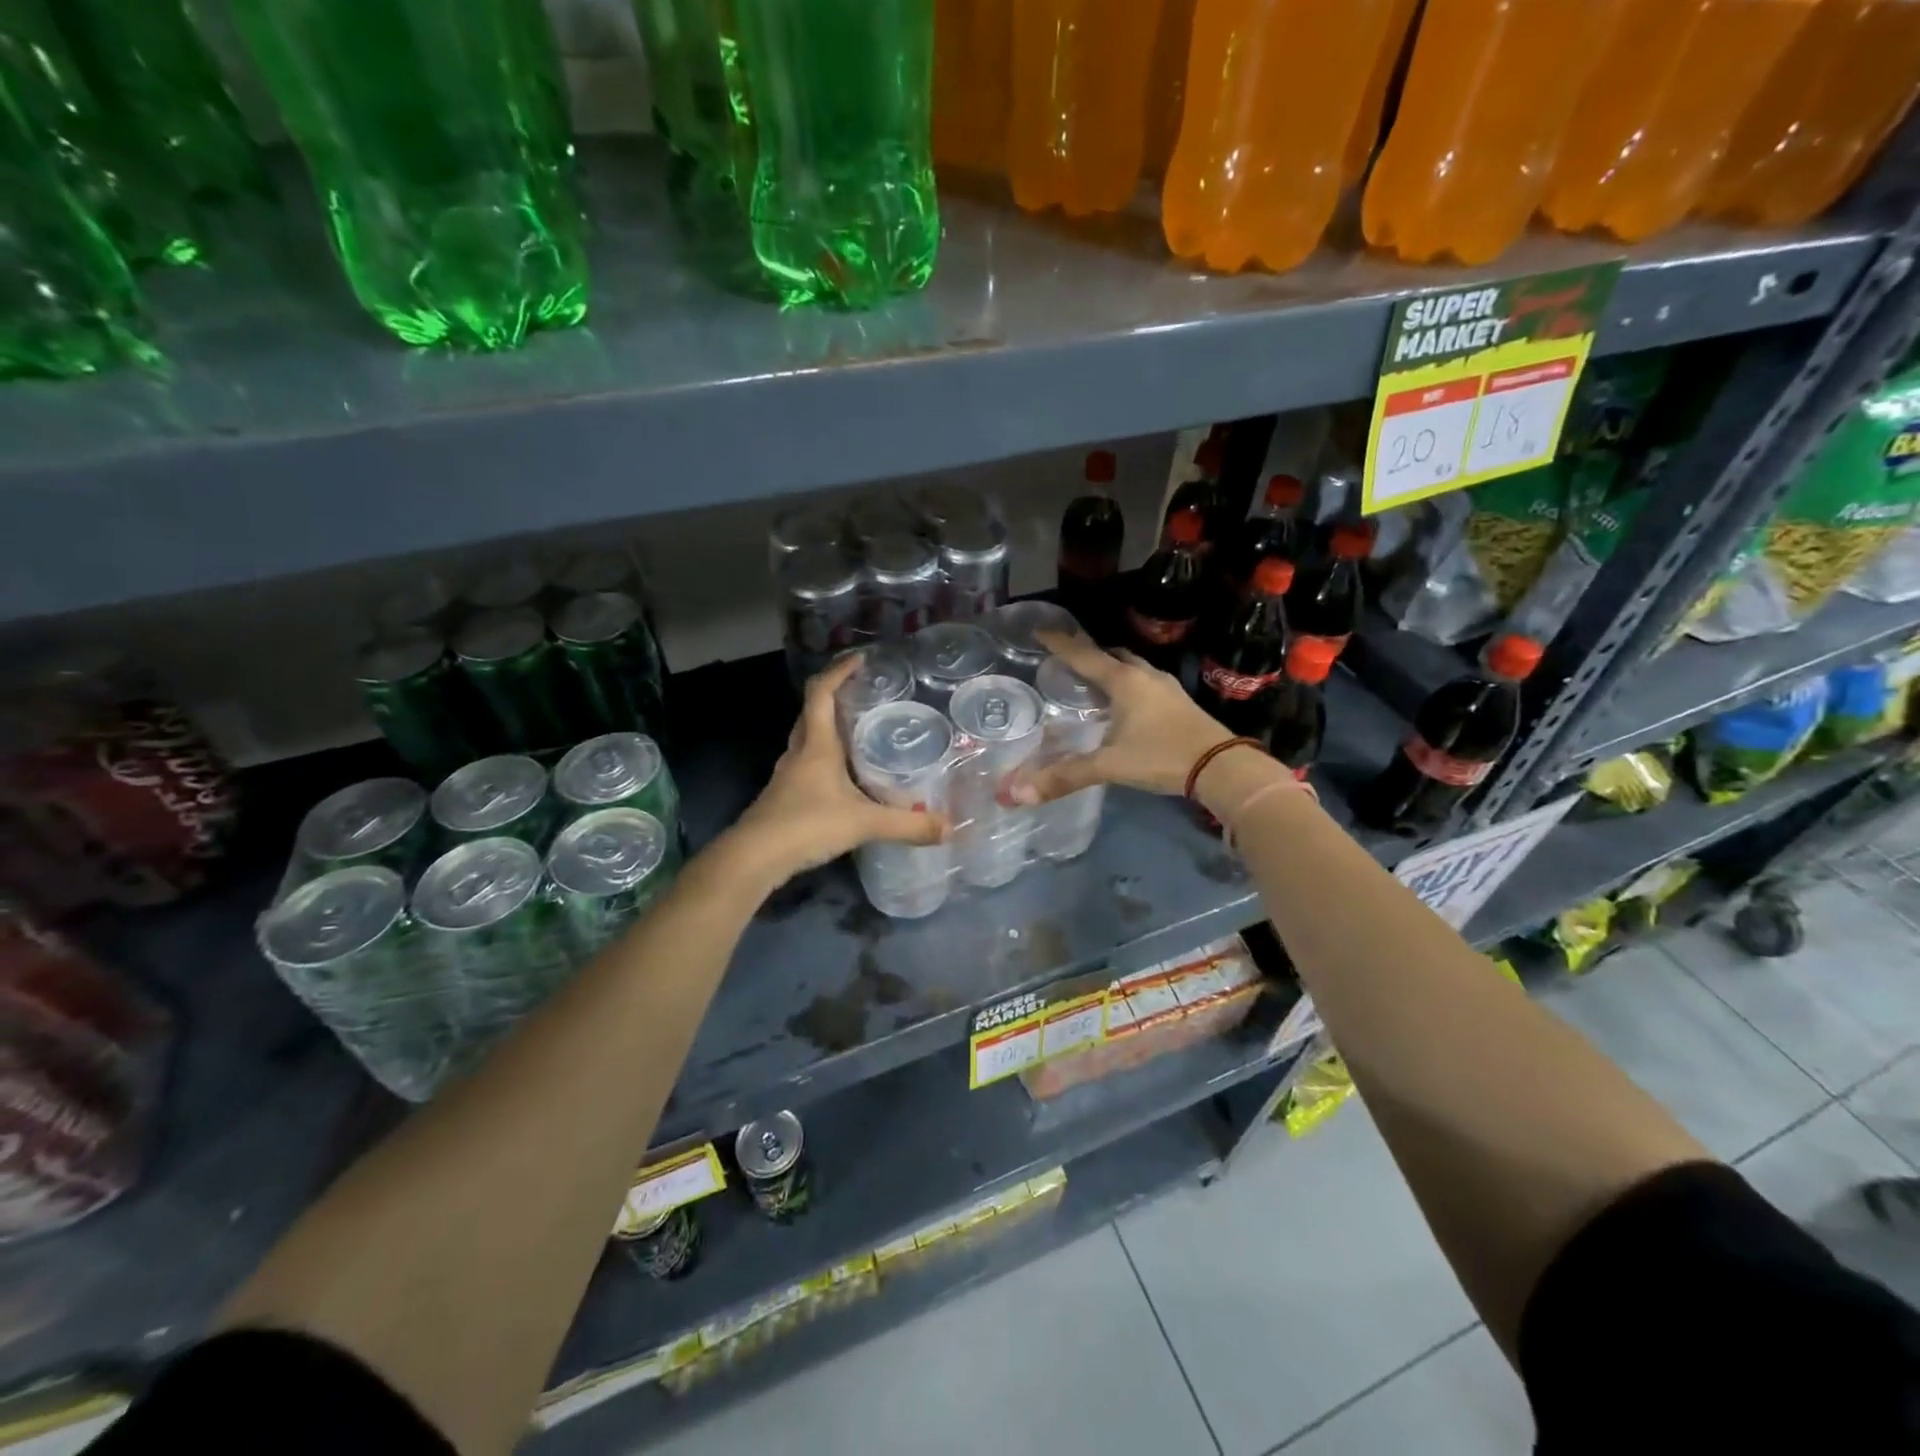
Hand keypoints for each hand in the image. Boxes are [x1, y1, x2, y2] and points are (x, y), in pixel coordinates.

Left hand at [731, 654, 945, 879]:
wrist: (754, 858)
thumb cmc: (807, 825)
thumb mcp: (863, 823)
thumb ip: (907, 824)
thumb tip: (949, 827)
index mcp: (817, 746)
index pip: (821, 693)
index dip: (838, 671)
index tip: (860, 659)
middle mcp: (799, 753)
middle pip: (811, 712)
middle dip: (835, 697)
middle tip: (864, 695)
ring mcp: (788, 775)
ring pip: (807, 740)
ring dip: (828, 729)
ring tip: (859, 732)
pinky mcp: (784, 797)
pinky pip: (806, 765)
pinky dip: (825, 760)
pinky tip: (843, 778)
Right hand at [1010, 631, 1234, 802]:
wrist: (1223, 767)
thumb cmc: (1162, 757)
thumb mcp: (1110, 765)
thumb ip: (1065, 776)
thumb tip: (1016, 794)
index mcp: (1125, 681)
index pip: (1084, 656)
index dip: (1060, 644)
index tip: (1039, 630)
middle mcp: (1145, 676)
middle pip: (1111, 655)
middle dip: (1087, 654)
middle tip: (1065, 659)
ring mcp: (1166, 688)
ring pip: (1131, 667)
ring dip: (1110, 668)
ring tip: (1090, 679)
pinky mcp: (1179, 702)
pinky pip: (1144, 682)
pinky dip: (1126, 684)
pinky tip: (1122, 703)